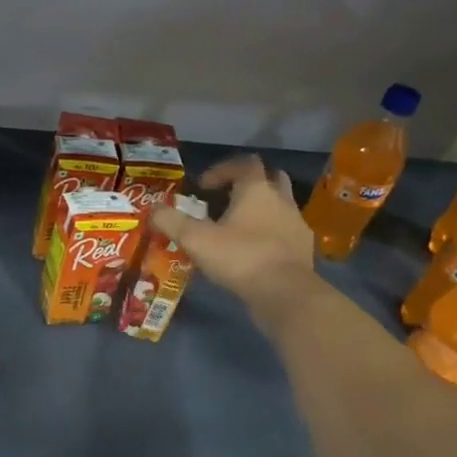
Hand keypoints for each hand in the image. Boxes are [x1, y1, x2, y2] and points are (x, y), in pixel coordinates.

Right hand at [152, 156, 323, 331]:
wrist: (285, 293)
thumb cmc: (240, 257)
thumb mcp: (195, 239)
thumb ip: (171, 221)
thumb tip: (152, 210)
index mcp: (256, 190)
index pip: (244, 163)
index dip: (221, 170)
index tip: (202, 187)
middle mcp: (281, 200)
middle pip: (270, 178)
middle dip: (248, 185)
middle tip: (226, 200)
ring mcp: (296, 224)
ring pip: (280, 206)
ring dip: (261, 210)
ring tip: (238, 229)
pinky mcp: (304, 249)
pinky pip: (286, 232)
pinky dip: (271, 235)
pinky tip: (254, 253)